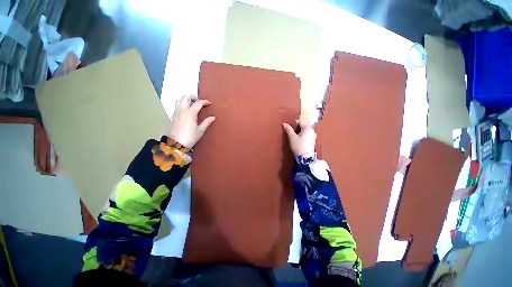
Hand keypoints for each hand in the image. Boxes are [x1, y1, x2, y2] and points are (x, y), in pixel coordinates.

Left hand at [169, 94, 215, 147]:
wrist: (175, 144)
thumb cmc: (190, 137)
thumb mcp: (200, 131)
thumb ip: (206, 122)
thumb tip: (213, 117)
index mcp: (190, 113)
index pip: (198, 103)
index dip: (204, 102)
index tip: (209, 103)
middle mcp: (182, 110)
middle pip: (185, 97)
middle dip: (192, 96)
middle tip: (198, 101)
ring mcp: (176, 113)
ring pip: (179, 100)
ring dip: (186, 100)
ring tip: (191, 104)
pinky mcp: (172, 116)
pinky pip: (176, 106)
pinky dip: (182, 104)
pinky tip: (186, 111)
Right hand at [282, 118, 315, 155]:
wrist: (305, 158)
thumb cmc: (298, 146)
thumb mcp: (292, 137)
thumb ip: (289, 130)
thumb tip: (284, 124)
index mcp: (308, 128)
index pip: (301, 121)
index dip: (295, 123)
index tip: (289, 127)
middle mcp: (312, 131)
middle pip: (304, 125)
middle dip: (298, 127)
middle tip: (291, 132)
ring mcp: (313, 136)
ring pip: (306, 130)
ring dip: (300, 131)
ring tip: (294, 136)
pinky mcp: (313, 141)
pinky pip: (307, 135)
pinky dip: (303, 135)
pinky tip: (299, 140)